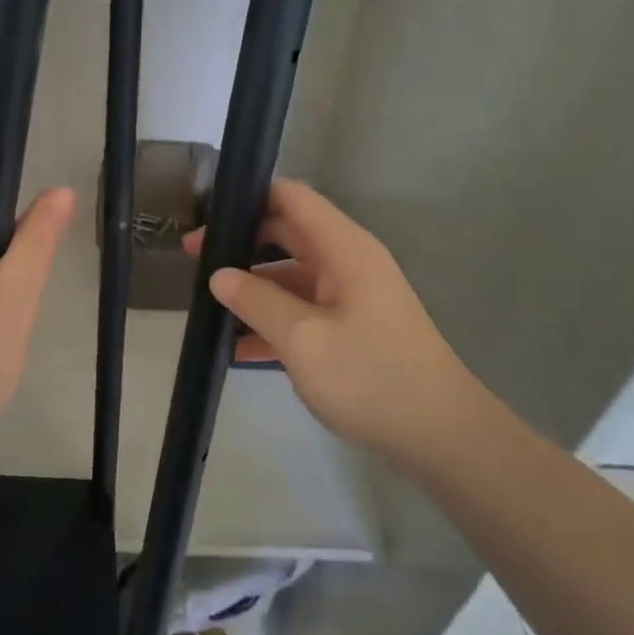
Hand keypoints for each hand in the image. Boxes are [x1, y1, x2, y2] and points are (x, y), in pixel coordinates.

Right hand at [186, 180, 481, 453]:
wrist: (441, 437)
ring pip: (290, 277)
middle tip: (192, 260)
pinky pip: (302, 312)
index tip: (207, 216)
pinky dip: (271, 322)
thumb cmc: (371, 377)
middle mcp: (347, 263)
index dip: (248, 197)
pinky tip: (236, 348)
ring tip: (206, 305)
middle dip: (239, 244)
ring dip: (252, 288)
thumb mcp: (303, 340)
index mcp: (343, 249)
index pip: (291, 197)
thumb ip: (256, 301)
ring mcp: (349, 297)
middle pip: (286, 235)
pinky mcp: (350, 329)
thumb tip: (218, 275)